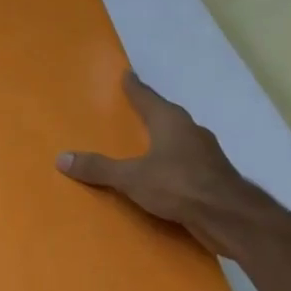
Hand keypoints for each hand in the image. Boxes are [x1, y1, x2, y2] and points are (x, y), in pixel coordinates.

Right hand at [57, 71, 261, 240]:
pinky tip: (164, 175)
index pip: (147, 97)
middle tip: (132, 109)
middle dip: (150, 112)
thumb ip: (99, 168)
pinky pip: (186, 162)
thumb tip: (61, 158)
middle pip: (166, 115)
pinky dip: (172, 163)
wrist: (229, 217)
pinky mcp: (213, 176)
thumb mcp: (131, 177)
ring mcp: (205, 153)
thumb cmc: (179, 185)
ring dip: (163, 139)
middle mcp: (190, 131)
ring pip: (179, 139)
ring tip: (145, 144)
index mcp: (170, 121)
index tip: (127, 74)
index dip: (135, 87)